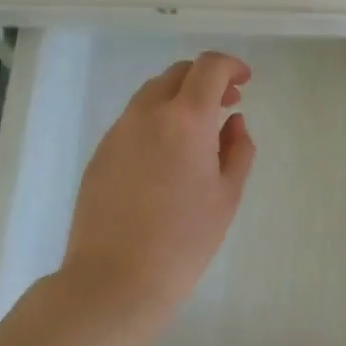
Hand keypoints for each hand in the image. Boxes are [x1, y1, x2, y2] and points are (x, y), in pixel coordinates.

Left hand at [62, 51, 255, 311]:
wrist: (114, 279)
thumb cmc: (184, 240)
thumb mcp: (227, 196)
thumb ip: (237, 149)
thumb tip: (233, 122)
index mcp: (185, 119)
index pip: (209, 68)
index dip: (231, 66)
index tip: (245, 82)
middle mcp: (147, 114)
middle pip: (178, 73)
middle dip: (206, 80)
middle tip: (227, 104)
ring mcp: (118, 132)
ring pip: (151, 94)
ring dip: (179, 99)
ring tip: (197, 132)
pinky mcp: (100, 153)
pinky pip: (133, 121)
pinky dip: (156, 121)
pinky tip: (166, 157)